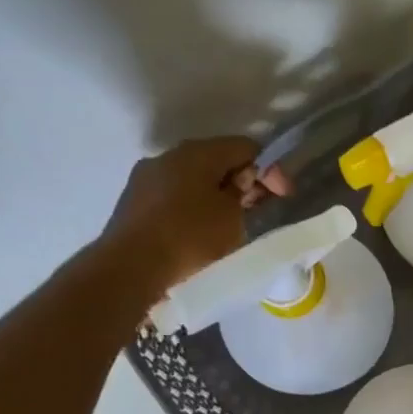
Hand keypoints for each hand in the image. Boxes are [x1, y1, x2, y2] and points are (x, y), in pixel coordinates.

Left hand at [97, 137, 288, 303]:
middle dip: (241, 182)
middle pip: (216, 160)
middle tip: (258, 209)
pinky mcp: (133, 202)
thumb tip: (243, 182)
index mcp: (198, 152)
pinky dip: (193, 207)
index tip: (282, 196)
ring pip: (193, 179)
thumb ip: (245, 194)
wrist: (131, 267)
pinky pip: (173, 196)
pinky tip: (199, 231)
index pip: (245, 147)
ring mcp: (146, 178)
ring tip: (230, 223)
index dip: (269, 169)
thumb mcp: (233, 218)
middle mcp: (169, 156)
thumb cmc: (190, 237)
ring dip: (215, 195)